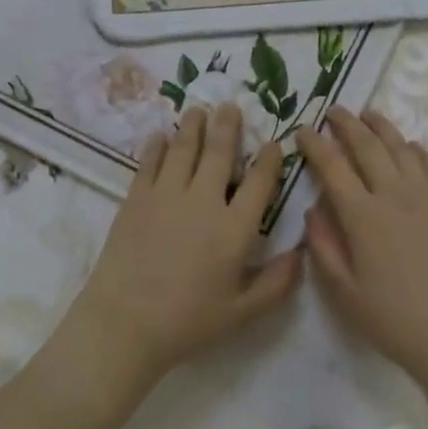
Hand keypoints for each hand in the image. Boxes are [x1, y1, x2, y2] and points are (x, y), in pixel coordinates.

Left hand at [66, 104, 302, 385]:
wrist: (125, 323)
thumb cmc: (188, 322)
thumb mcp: (243, 312)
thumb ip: (277, 283)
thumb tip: (302, 253)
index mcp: (235, 229)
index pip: (260, 183)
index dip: (270, 160)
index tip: (274, 143)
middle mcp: (204, 201)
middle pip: (219, 154)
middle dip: (228, 127)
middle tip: (231, 105)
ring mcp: (166, 196)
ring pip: (183, 149)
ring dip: (193, 127)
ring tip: (198, 109)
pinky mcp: (135, 199)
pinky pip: (149, 163)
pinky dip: (157, 146)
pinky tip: (160, 136)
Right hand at [298, 108, 427, 386]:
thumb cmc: (393, 318)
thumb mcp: (344, 291)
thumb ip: (324, 245)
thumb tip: (314, 209)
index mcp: (362, 216)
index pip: (332, 166)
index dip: (314, 145)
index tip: (302, 130)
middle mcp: (394, 195)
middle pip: (368, 146)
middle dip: (347, 124)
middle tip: (333, 110)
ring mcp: (427, 196)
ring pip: (401, 147)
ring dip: (381, 127)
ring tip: (368, 115)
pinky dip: (414, 149)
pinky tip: (407, 146)